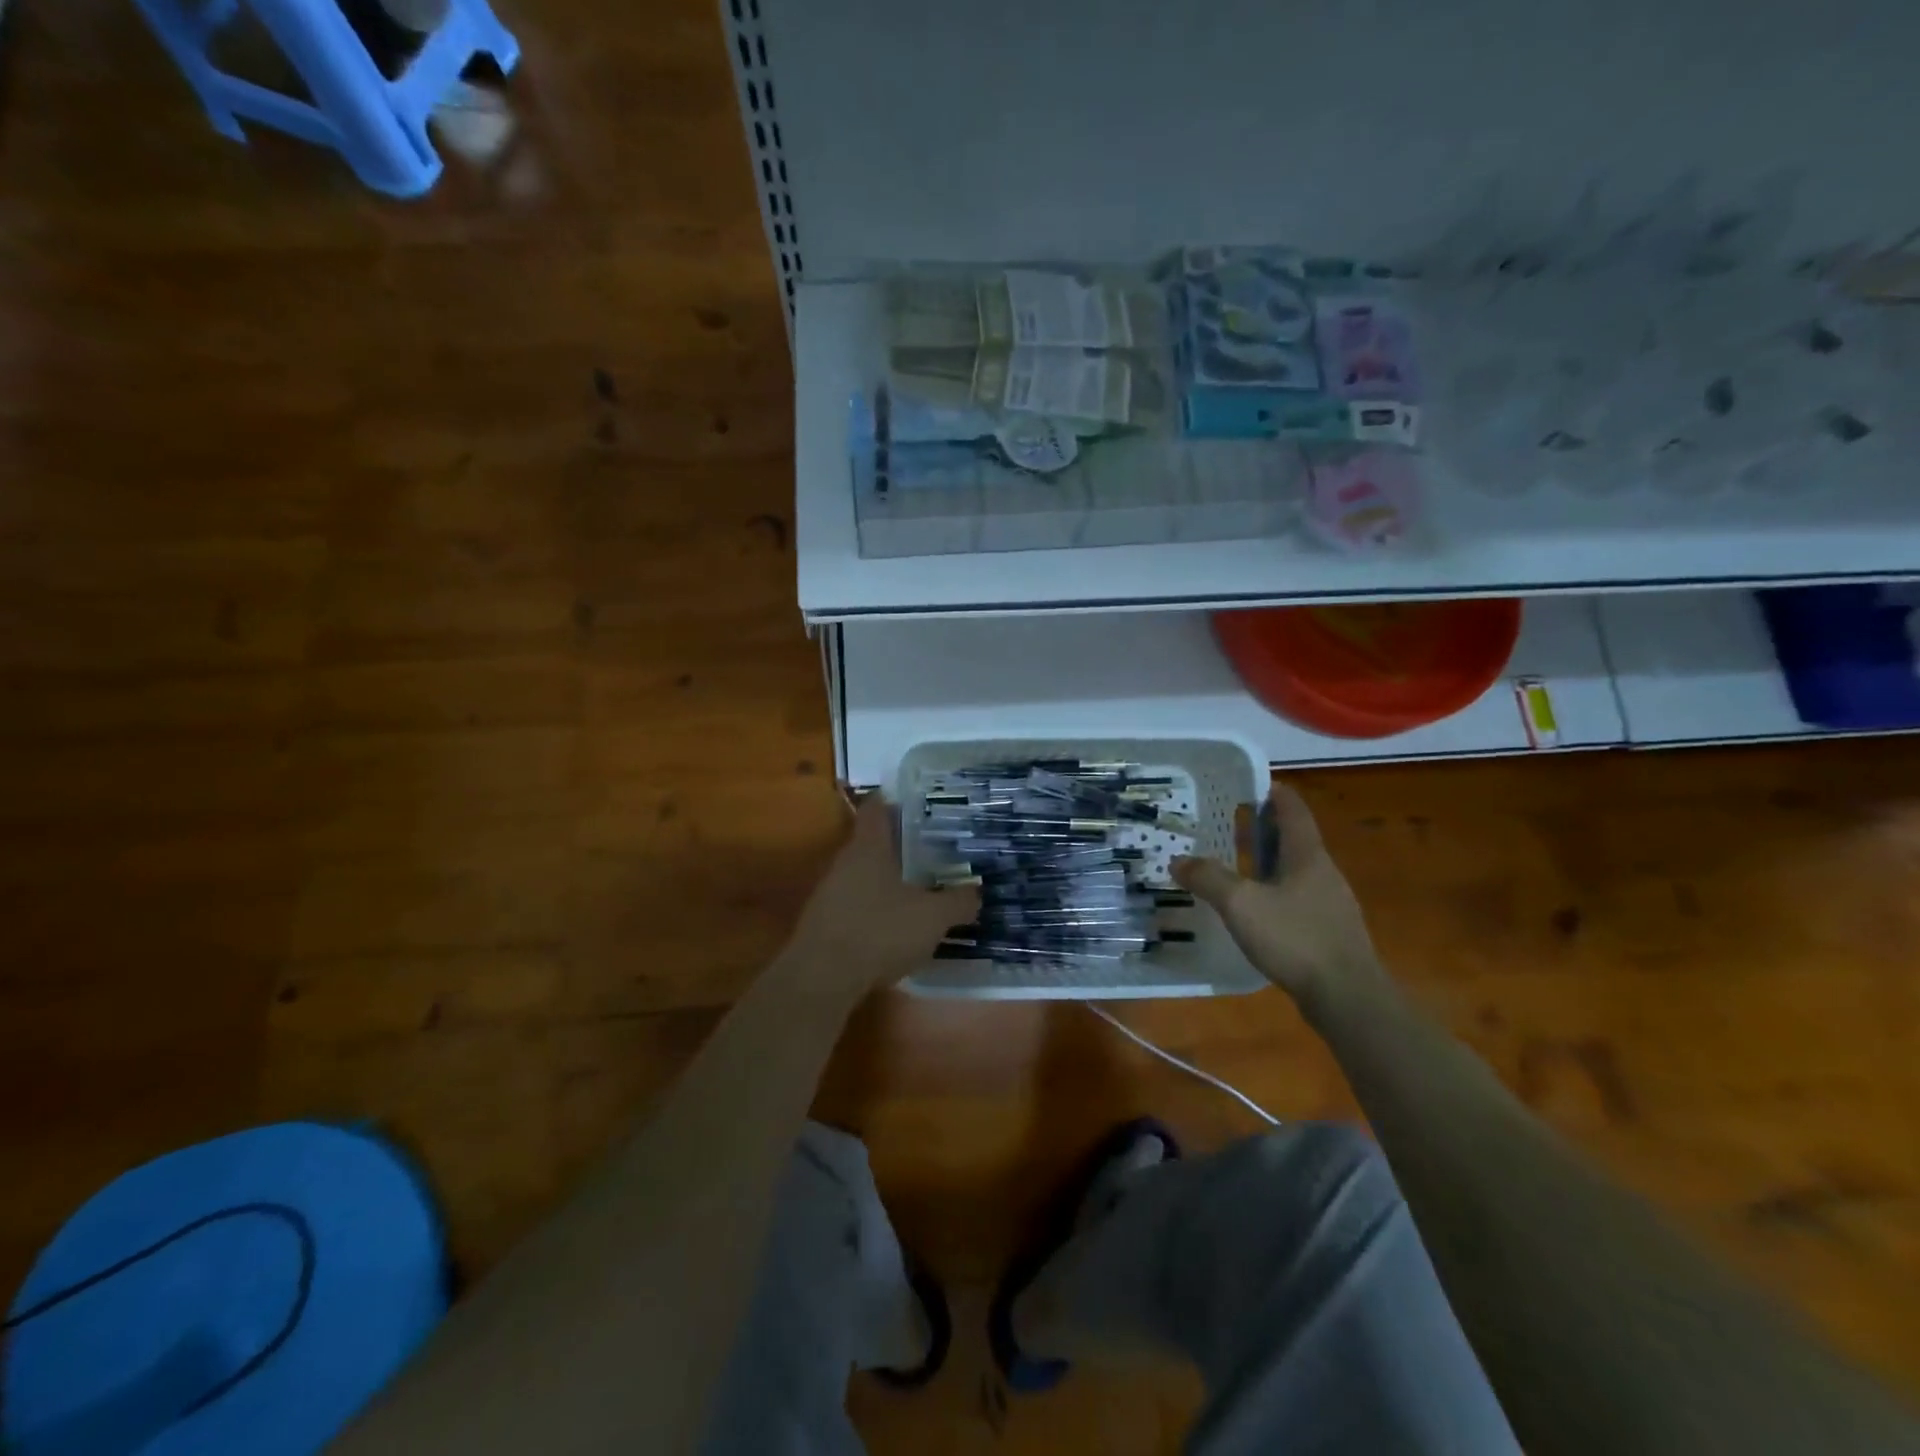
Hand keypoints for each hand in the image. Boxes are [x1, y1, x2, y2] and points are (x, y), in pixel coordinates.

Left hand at [787, 797, 978, 997]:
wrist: (822, 979)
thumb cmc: (880, 931)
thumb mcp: (933, 917)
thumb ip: (958, 901)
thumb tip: (977, 892)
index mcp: (869, 846)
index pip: (878, 807)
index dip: (898, 801)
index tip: (922, 804)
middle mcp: (845, 862)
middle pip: (873, 842)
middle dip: (902, 846)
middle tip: (936, 851)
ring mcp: (830, 892)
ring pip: (865, 875)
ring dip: (890, 880)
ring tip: (923, 888)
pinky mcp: (825, 922)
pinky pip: (857, 904)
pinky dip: (877, 908)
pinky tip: (898, 926)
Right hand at [1173, 782, 1383, 1013]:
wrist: (1348, 998)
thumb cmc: (1295, 938)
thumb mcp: (1241, 904)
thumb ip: (1208, 878)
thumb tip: (1178, 860)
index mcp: (1307, 855)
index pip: (1292, 809)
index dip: (1272, 792)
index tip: (1248, 784)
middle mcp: (1323, 873)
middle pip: (1294, 838)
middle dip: (1263, 827)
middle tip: (1230, 822)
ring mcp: (1330, 904)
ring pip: (1295, 870)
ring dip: (1268, 861)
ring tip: (1236, 862)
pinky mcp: (1329, 932)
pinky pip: (1297, 898)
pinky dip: (1274, 891)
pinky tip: (1255, 908)